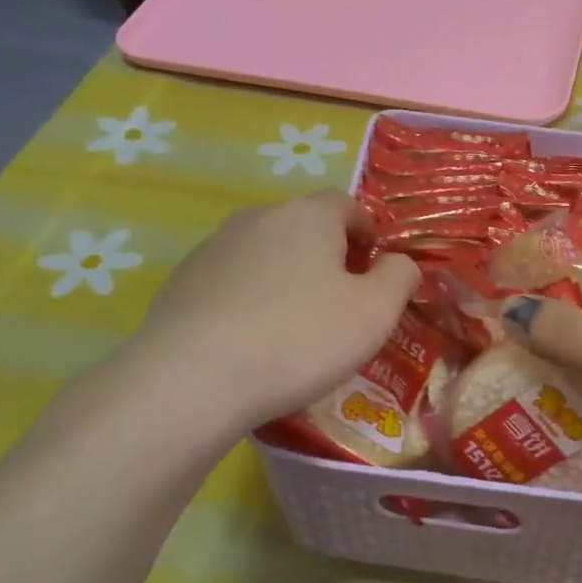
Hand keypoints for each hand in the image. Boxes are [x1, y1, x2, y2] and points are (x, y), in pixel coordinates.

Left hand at [117, 192, 418, 427]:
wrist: (195, 378)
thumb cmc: (301, 339)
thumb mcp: (375, 312)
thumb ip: (399, 278)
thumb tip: (399, 262)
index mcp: (308, 216)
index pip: (348, 205)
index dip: (369, 234)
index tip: (375, 272)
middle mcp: (258, 218)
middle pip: (305, 227)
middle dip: (329, 258)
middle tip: (341, 305)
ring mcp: (213, 248)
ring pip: (266, 255)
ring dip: (288, 279)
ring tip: (295, 329)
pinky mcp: (182, 282)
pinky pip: (232, 283)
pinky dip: (250, 301)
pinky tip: (253, 342)